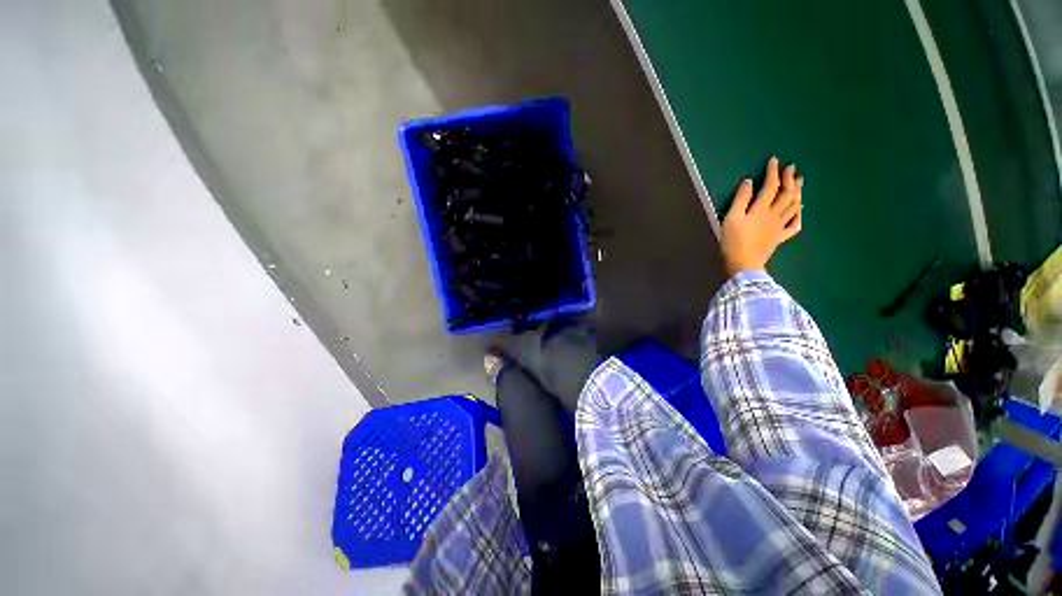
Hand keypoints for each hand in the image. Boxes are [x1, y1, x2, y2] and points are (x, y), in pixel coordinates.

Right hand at [720, 156, 802, 275]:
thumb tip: (749, 182)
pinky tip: (800, 210)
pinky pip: (794, 226)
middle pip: (786, 194)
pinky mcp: (779, 238)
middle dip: (789, 179)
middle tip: (792, 168)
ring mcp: (779, 227)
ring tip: (800, 183)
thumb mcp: (731, 219)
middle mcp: (774, 215)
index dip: (773, 172)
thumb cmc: (733, 242)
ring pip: (794, 207)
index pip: (770, 186)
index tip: (775, 160)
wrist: (744, 265)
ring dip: (798, 193)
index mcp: (761, 209)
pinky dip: (799, 216)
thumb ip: (740, 200)